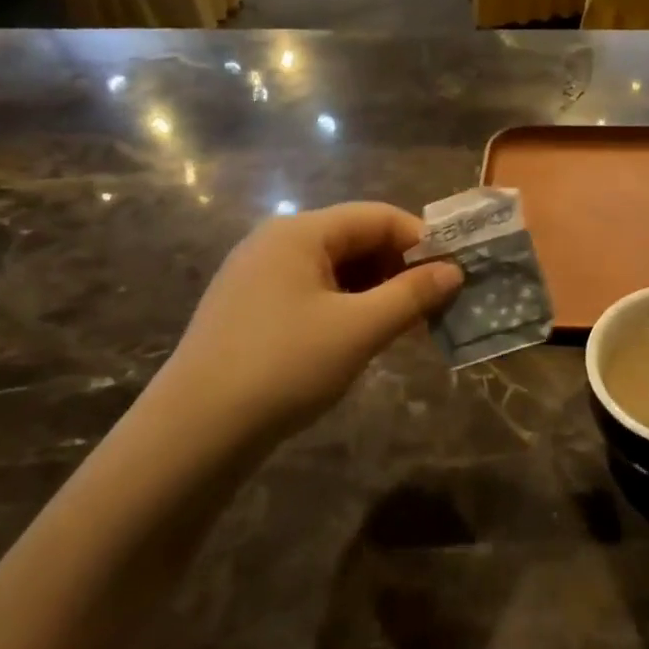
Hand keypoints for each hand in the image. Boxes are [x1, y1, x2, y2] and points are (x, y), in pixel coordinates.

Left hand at [143, 203, 461, 457]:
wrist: (194, 431)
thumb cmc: (284, 366)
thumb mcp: (359, 330)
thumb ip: (412, 295)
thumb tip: (454, 271)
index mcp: (299, 232)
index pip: (377, 216)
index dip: (421, 241)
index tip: (453, 274)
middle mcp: (276, 242)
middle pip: (354, 238)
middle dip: (399, 267)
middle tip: (433, 304)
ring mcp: (257, 276)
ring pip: (334, 268)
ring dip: (376, 290)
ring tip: (404, 325)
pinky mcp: (250, 308)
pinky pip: (312, 292)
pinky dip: (346, 306)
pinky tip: (362, 336)